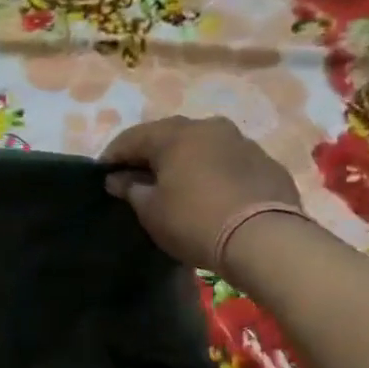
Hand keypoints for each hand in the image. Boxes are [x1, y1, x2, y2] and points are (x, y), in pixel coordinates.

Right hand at [100, 115, 302, 270]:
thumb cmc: (194, 221)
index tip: (102, 174)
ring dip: (183, 160)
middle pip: (168, 136)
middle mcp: (208, 127)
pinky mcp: (266, 163)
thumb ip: (131, 189)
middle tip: (136, 177)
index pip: (132, 138)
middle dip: (149, 154)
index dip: (113, 156)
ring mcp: (241, 142)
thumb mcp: (151, 211)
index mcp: (175, 135)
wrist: (264, 239)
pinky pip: (227, 161)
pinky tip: (208, 192)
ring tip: (173, 183)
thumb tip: (118, 179)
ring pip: (202, 145)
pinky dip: (211, 171)